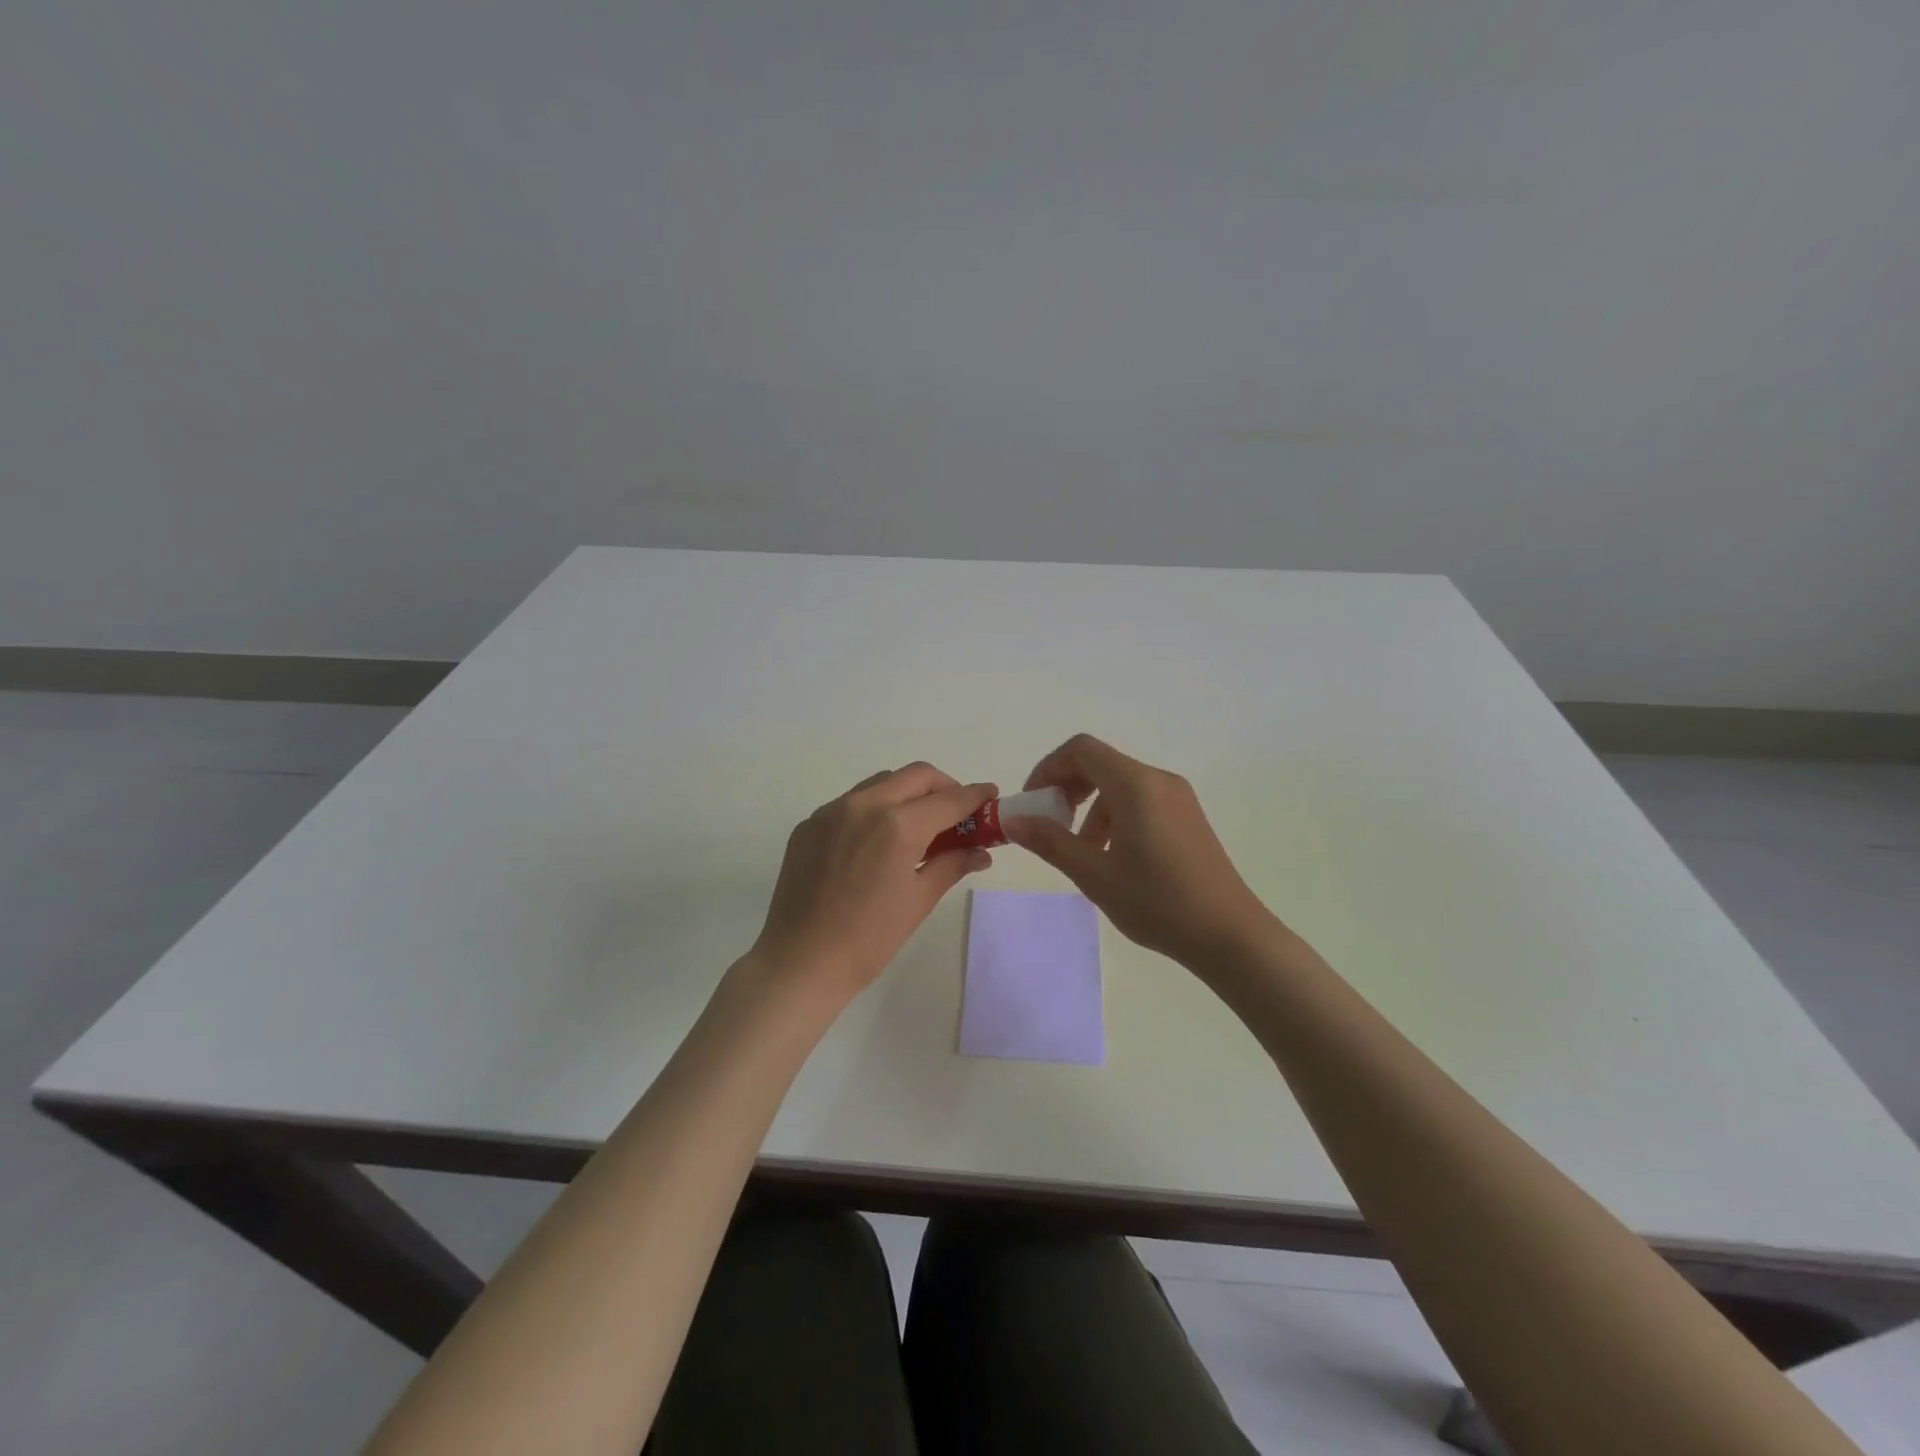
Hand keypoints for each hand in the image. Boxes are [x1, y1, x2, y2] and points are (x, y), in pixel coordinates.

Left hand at [749, 763, 996, 1002]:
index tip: (991, 795)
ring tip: (918, 825)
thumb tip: (981, 852)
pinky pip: (851, 802)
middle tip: (957, 811)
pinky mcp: (810, 824)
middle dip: (943, 786)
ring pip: (881, 782)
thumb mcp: (919, 900)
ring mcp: (832, 811)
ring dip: (908, 793)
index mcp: (898, 826)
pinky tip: (877, 840)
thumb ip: (952, 864)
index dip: (975, 795)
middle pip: (916, 776)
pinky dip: (875, 808)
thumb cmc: (869, 939)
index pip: (949, 799)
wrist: (800, 961)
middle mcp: (864, 805)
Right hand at [1005, 734, 1275, 967]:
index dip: (1048, 768)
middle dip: (1067, 786)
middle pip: (1100, 763)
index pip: (1081, 750)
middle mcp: (1158, 780)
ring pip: (1120, 785)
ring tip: (1081, 851)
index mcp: (1135, 785)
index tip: (1033, 802)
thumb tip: (1013, 821)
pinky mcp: (1188, 817)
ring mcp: (1178, 798)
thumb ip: (1051, 842)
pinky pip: (1141, 800)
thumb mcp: (1095, 875)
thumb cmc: (1158, 902)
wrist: (1229, 934)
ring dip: (1090, 807)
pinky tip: (1112, 857)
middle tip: (1049, 823)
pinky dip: (1114, 816)